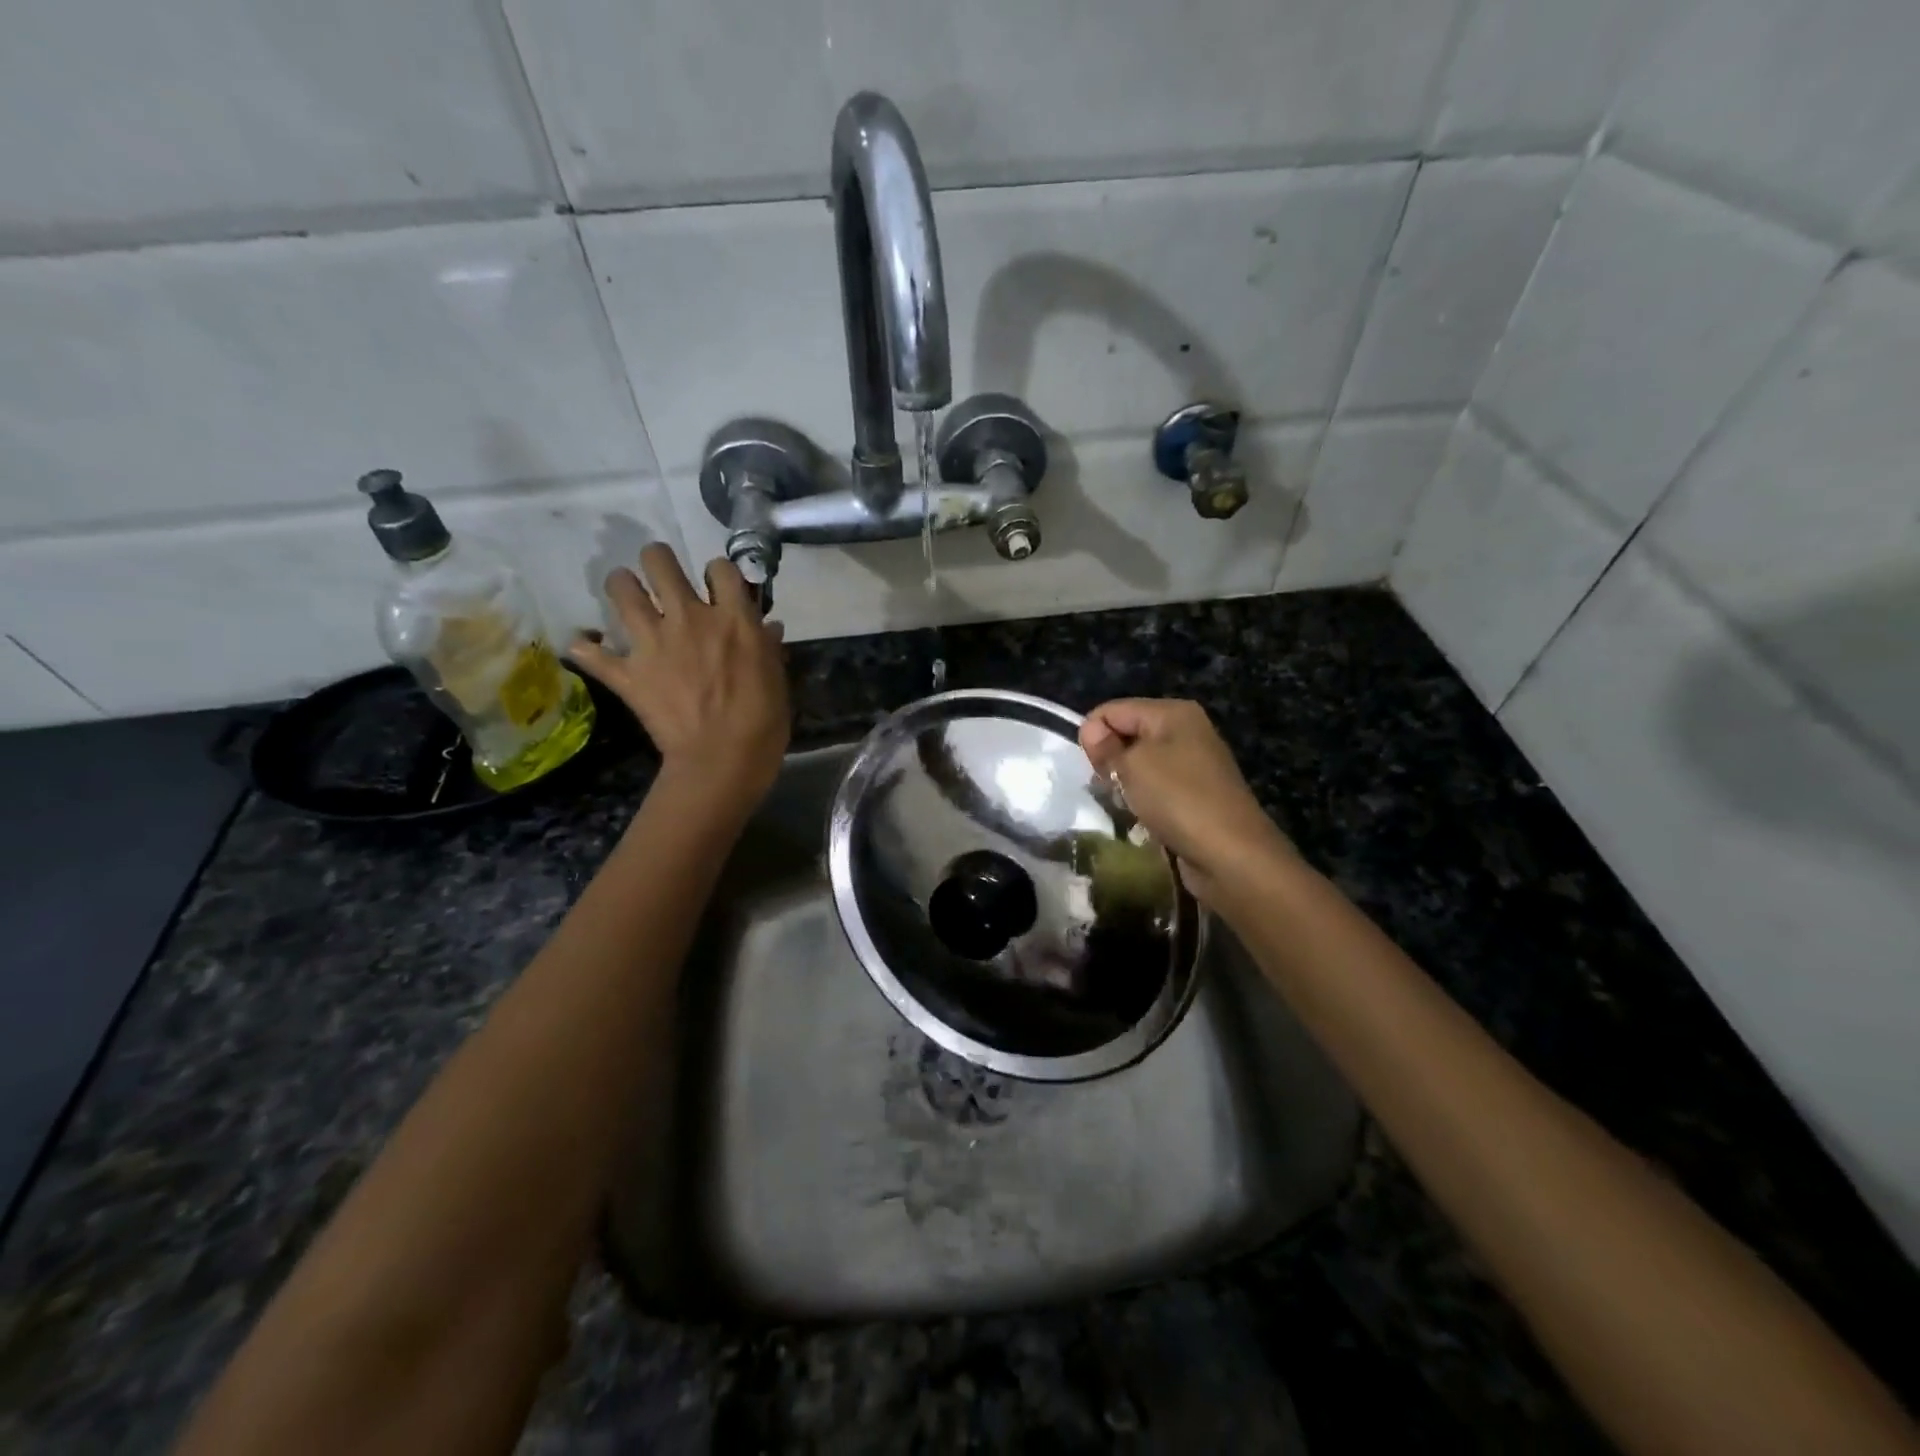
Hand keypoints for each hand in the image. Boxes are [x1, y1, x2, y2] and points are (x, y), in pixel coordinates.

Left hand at [568, 544, 789, 810]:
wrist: (722, 759)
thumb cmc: (762, 721)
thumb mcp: (776, 678)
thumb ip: (766, 646)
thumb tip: (768, 626)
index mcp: (732, 618)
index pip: (720, 568)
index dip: (718, 573)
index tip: (718, 587)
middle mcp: (689, 618)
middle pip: (660, 562)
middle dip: (658, 561)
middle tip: (661, 576)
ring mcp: (653, 642)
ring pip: (620, 588)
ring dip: (621, 586)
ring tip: (626, 594)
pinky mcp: (627, 673)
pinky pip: (590, 651)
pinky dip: (586, 647)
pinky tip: (588, 646)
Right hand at [1079, 698, 1294, 906]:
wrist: (1231, 855)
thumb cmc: (1178, 799)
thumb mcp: (1132, 766)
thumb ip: (1106, 745)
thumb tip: (1090, 730)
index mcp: (1173, 712)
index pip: (1112, 710)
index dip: (1093, 735)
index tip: (1091, 767)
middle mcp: (1186, 731)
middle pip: (1127, 734)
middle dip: (1109, 759)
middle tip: (1106, 787)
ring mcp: (1194, 764)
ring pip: (1139, 764)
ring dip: (1124, 783)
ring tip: (1123, 804)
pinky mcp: (1195, 795)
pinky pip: (1156, 788)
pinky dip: (1142, 800)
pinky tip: (1141, 817)